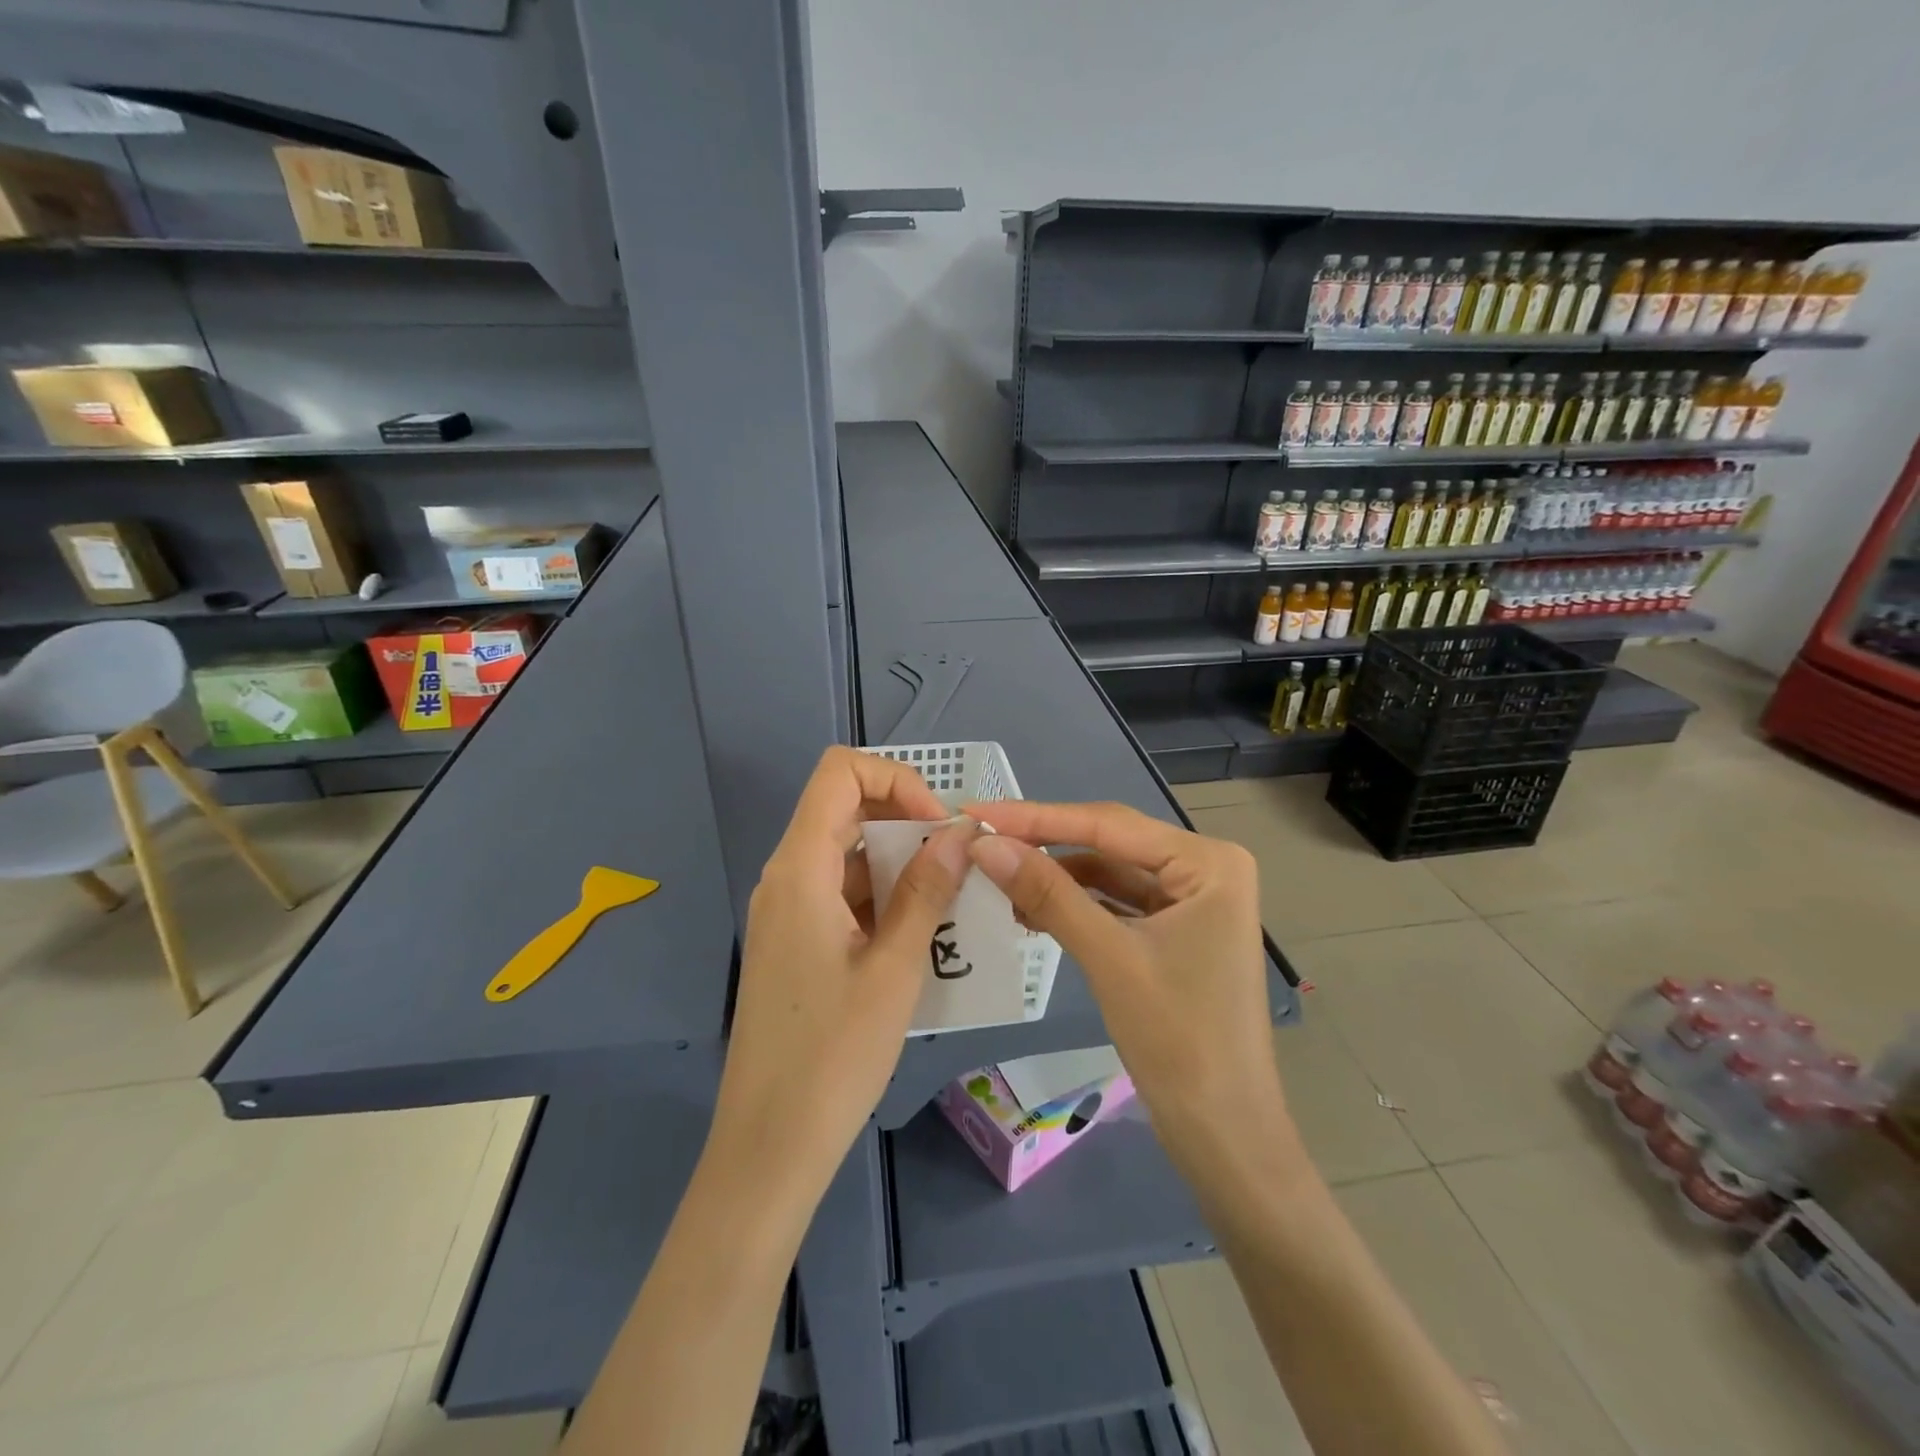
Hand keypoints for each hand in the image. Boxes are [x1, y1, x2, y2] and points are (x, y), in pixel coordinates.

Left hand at [710, 747, 973, 1197]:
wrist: (769, 1144)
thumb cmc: (832, 1055)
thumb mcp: (894, 968)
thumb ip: (926, 891)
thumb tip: (960, 833)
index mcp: (800, 868)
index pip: (841, 772)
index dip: (896, 780)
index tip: (938, 828)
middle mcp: (786, 876)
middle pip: (845, 807)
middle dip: (907, 821)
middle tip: (956, 865)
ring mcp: (787, 909)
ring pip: (847, 852)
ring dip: (900, 862)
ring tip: (949, 903)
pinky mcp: (795, 940)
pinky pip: (841, 891)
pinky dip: (883, 895)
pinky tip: (921, 934)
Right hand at [963, 801, 1289, 1157]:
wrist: (1224, 1134)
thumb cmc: (1179, 1041)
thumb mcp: (1108, 957)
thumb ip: (1047, 893)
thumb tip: (985, 845)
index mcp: (1208, 862)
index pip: (1108, 825)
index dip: (1036, 818)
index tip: (976, 813)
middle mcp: (1205, 868)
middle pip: (1109, 844)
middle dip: (1044, 845)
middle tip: (980, 841)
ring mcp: (1192, 900)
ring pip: (1109, 873)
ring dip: (1056, 877)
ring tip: (997, 881)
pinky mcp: (1176, 930)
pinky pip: (1116, 903)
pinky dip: (1075, 904)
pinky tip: (1031, 909)